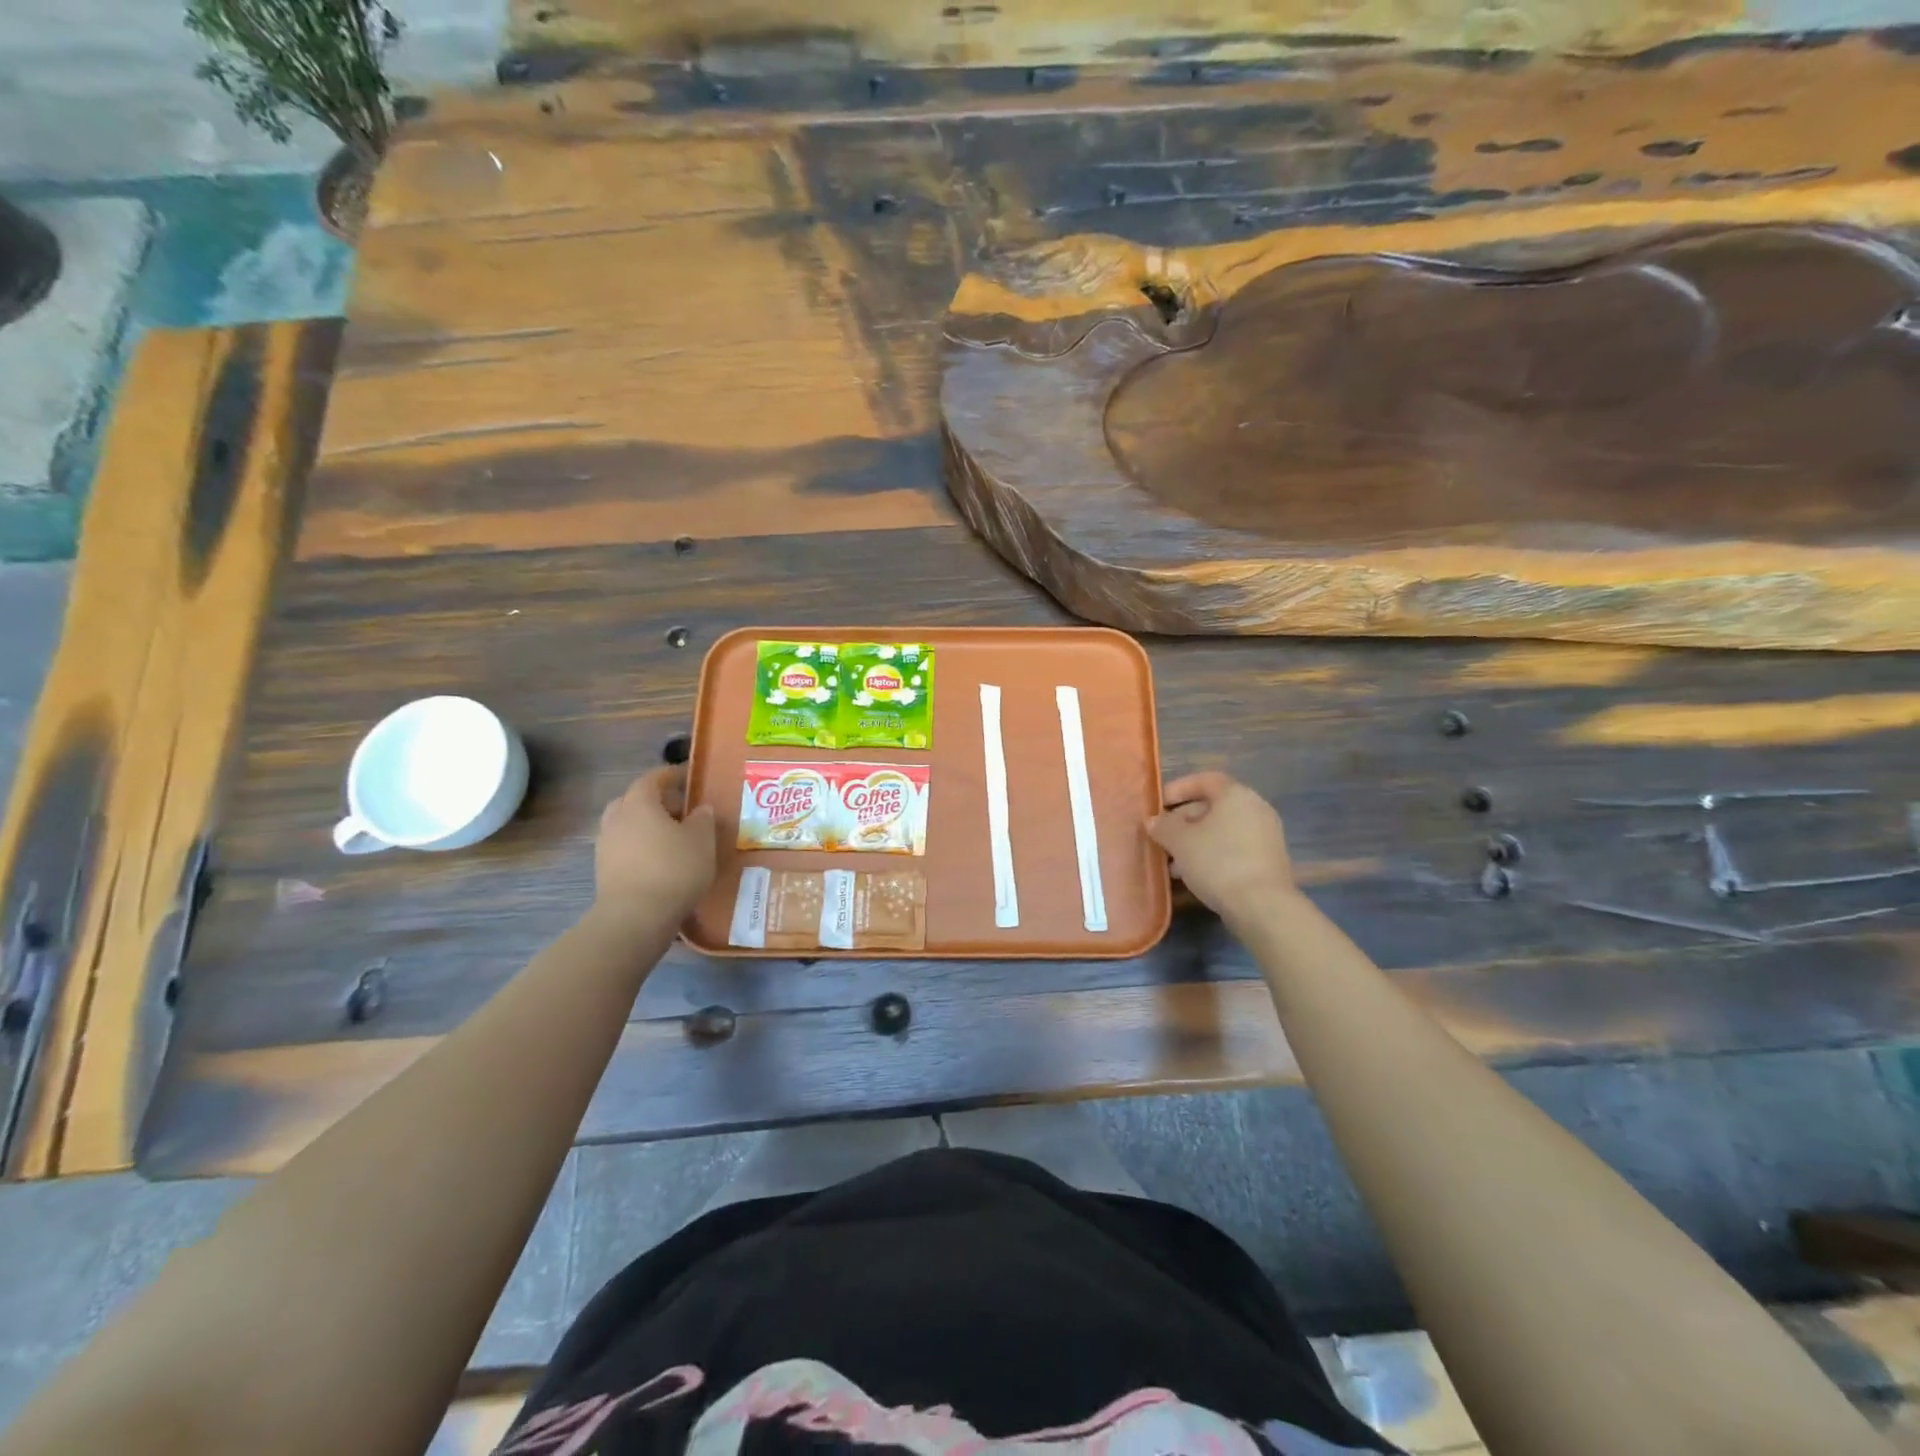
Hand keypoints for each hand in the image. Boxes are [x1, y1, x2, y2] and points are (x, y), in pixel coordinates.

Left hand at [593, 767, 716, 923]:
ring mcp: (605, 845)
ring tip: (673, 838)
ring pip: (628, 825)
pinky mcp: (604, 870)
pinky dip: (641, 847)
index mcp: (639, 802)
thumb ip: (703, 819)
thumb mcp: (702, 840)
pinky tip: (661, 861)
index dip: (672, 774)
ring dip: (648, 826)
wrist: (635, 917)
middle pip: (635, 800)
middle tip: (682, 810)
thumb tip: (700, 809)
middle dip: (657, 801)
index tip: (689, 776)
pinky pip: (625, 847)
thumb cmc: (674, 869)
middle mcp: (616, 818)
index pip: (653, 778)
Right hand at [1148, 771, 1293, 921]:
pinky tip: (1194, 875)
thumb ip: (1163, 826)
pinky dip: (1212, 854)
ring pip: (1221, 830)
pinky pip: (1234, 847)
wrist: (1262, 906)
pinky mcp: (1268, 860)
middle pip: (1213, 806)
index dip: (1178, 789)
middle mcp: (1255, 808)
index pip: (1204, 780)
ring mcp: (1265, 835)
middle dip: (1183, 821)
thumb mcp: (1180, 842)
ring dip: (1195, 841)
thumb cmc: (1217, 862)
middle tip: (1161, 837)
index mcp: (1236, 795)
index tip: (1158, 805)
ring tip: (1172, 863)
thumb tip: (1153, 820)